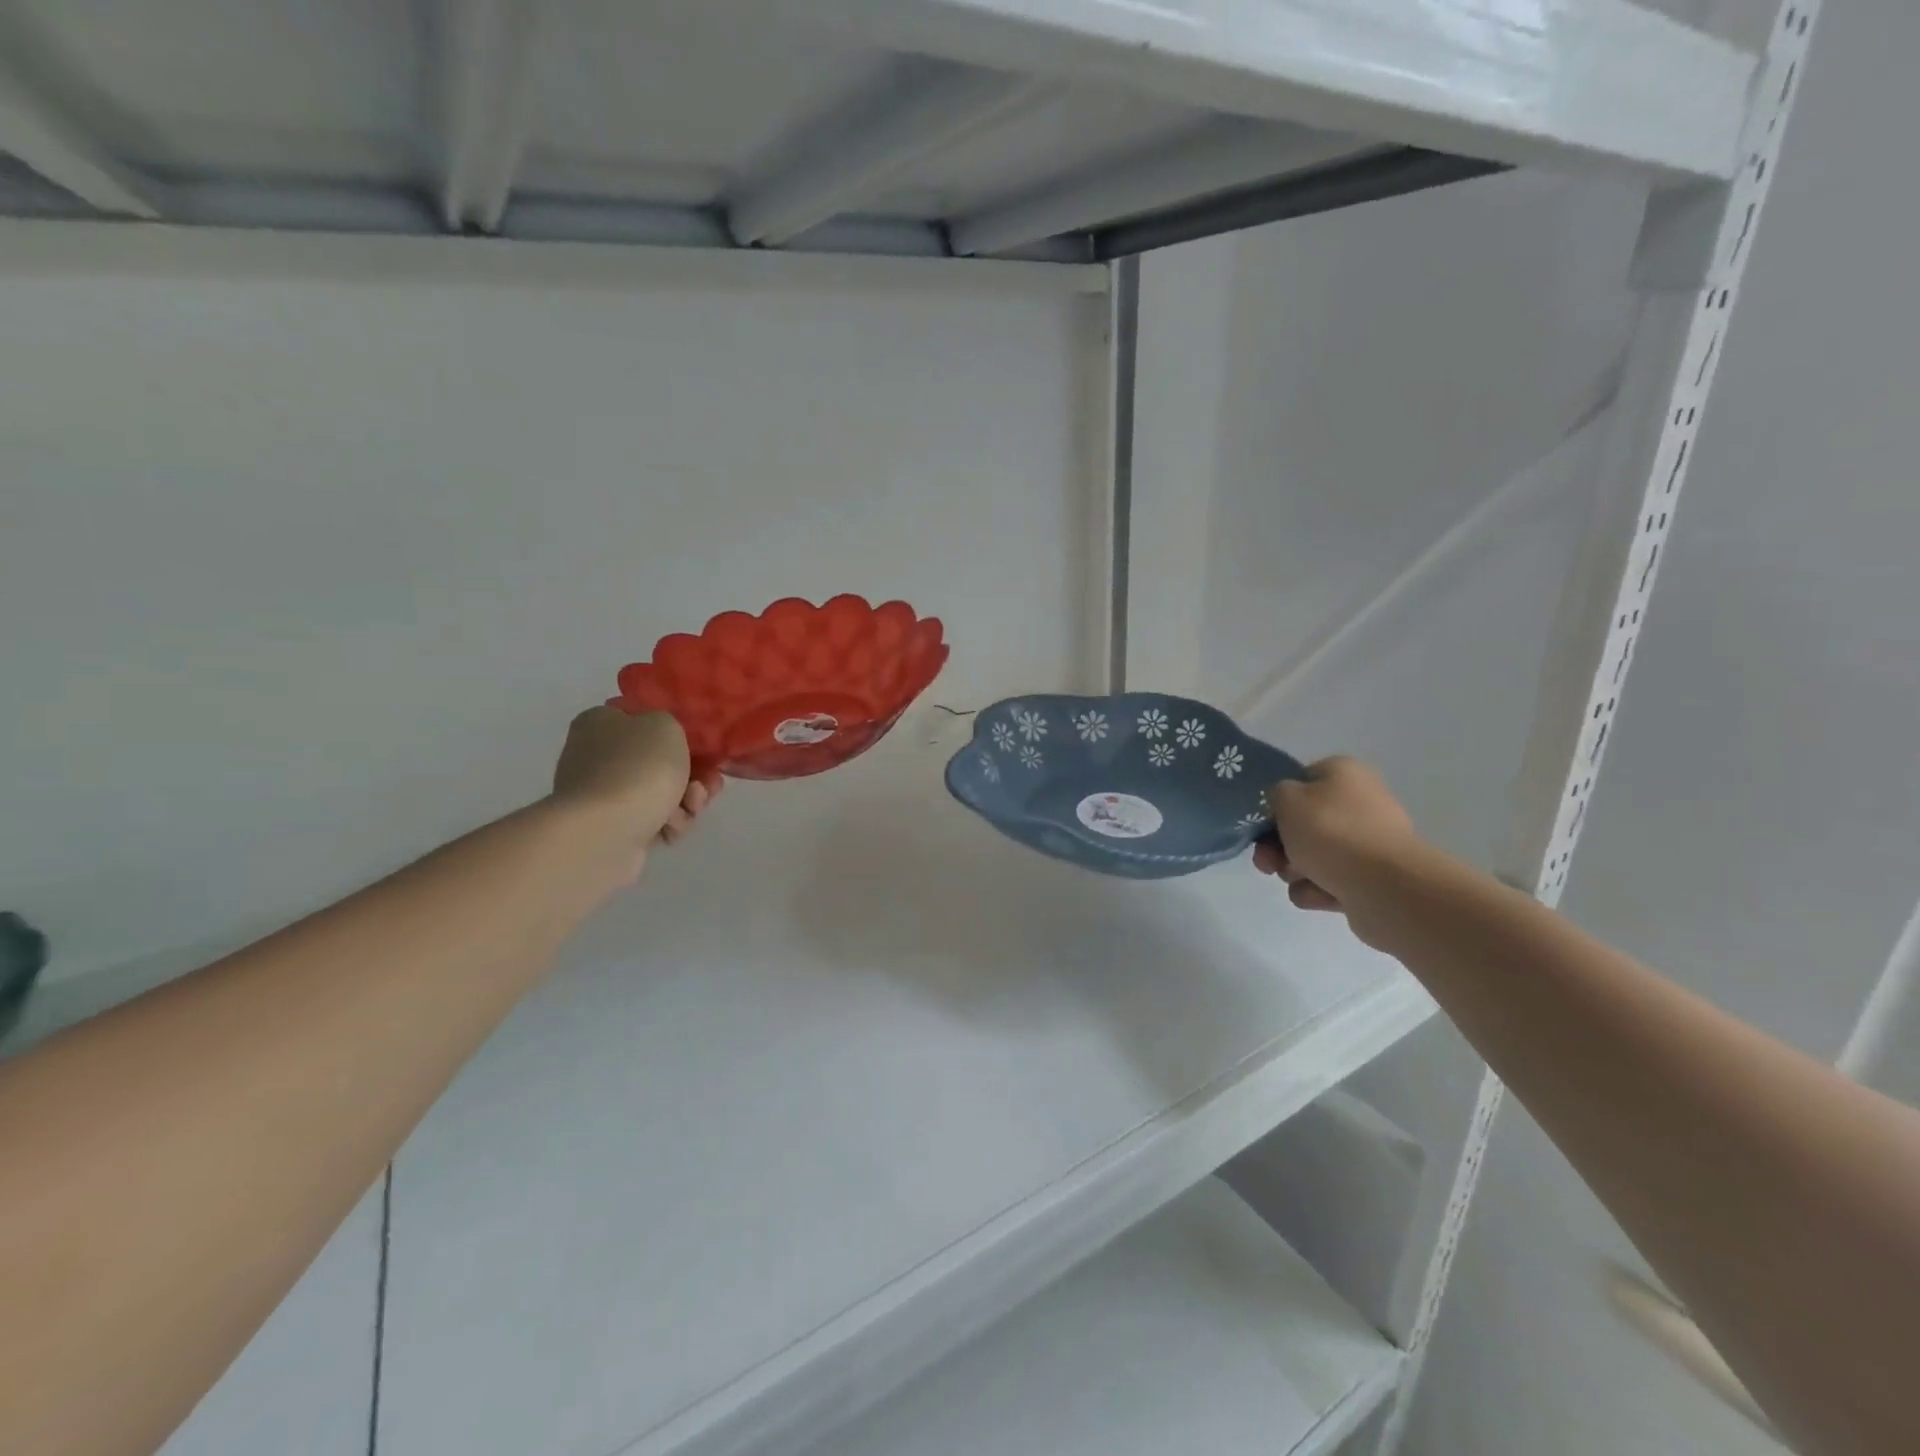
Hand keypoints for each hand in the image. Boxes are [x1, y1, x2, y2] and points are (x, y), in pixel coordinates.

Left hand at [551, 707, 722, 846]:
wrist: (604, 832)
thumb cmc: (637, 768)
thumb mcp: (666, 725)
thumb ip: (671, 723)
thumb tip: (663, 741)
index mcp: (601, 722)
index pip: (644, 719)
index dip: (678, 733)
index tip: (703, 749)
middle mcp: (596, 755)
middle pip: (659, 761)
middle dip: (692, 774)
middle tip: (708, 784)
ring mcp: (603, 795)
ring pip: (661, 793)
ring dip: (686, 800)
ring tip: (691, 807)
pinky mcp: (612, 828)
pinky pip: (653, 820)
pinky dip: (669, 824)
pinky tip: (671, 828)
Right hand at [1253, 757, 1421, 928]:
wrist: (1385, 887)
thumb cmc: (1331, 832)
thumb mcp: (1287, 799)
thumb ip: (1275, 794)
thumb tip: (1284, 805)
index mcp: (1345, 774)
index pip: (1300, 781)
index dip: (1277, 803)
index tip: (1262, 823)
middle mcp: (1360, 803)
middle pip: (1303, 823)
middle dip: (1278, 846)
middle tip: (1267, 861)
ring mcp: (1367, 844)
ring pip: (1312, 855)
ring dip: (1293, 870)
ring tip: (1296, 879)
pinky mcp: (1370, 879)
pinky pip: (1329, 882)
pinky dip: (1317, 890)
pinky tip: (1319, 894)